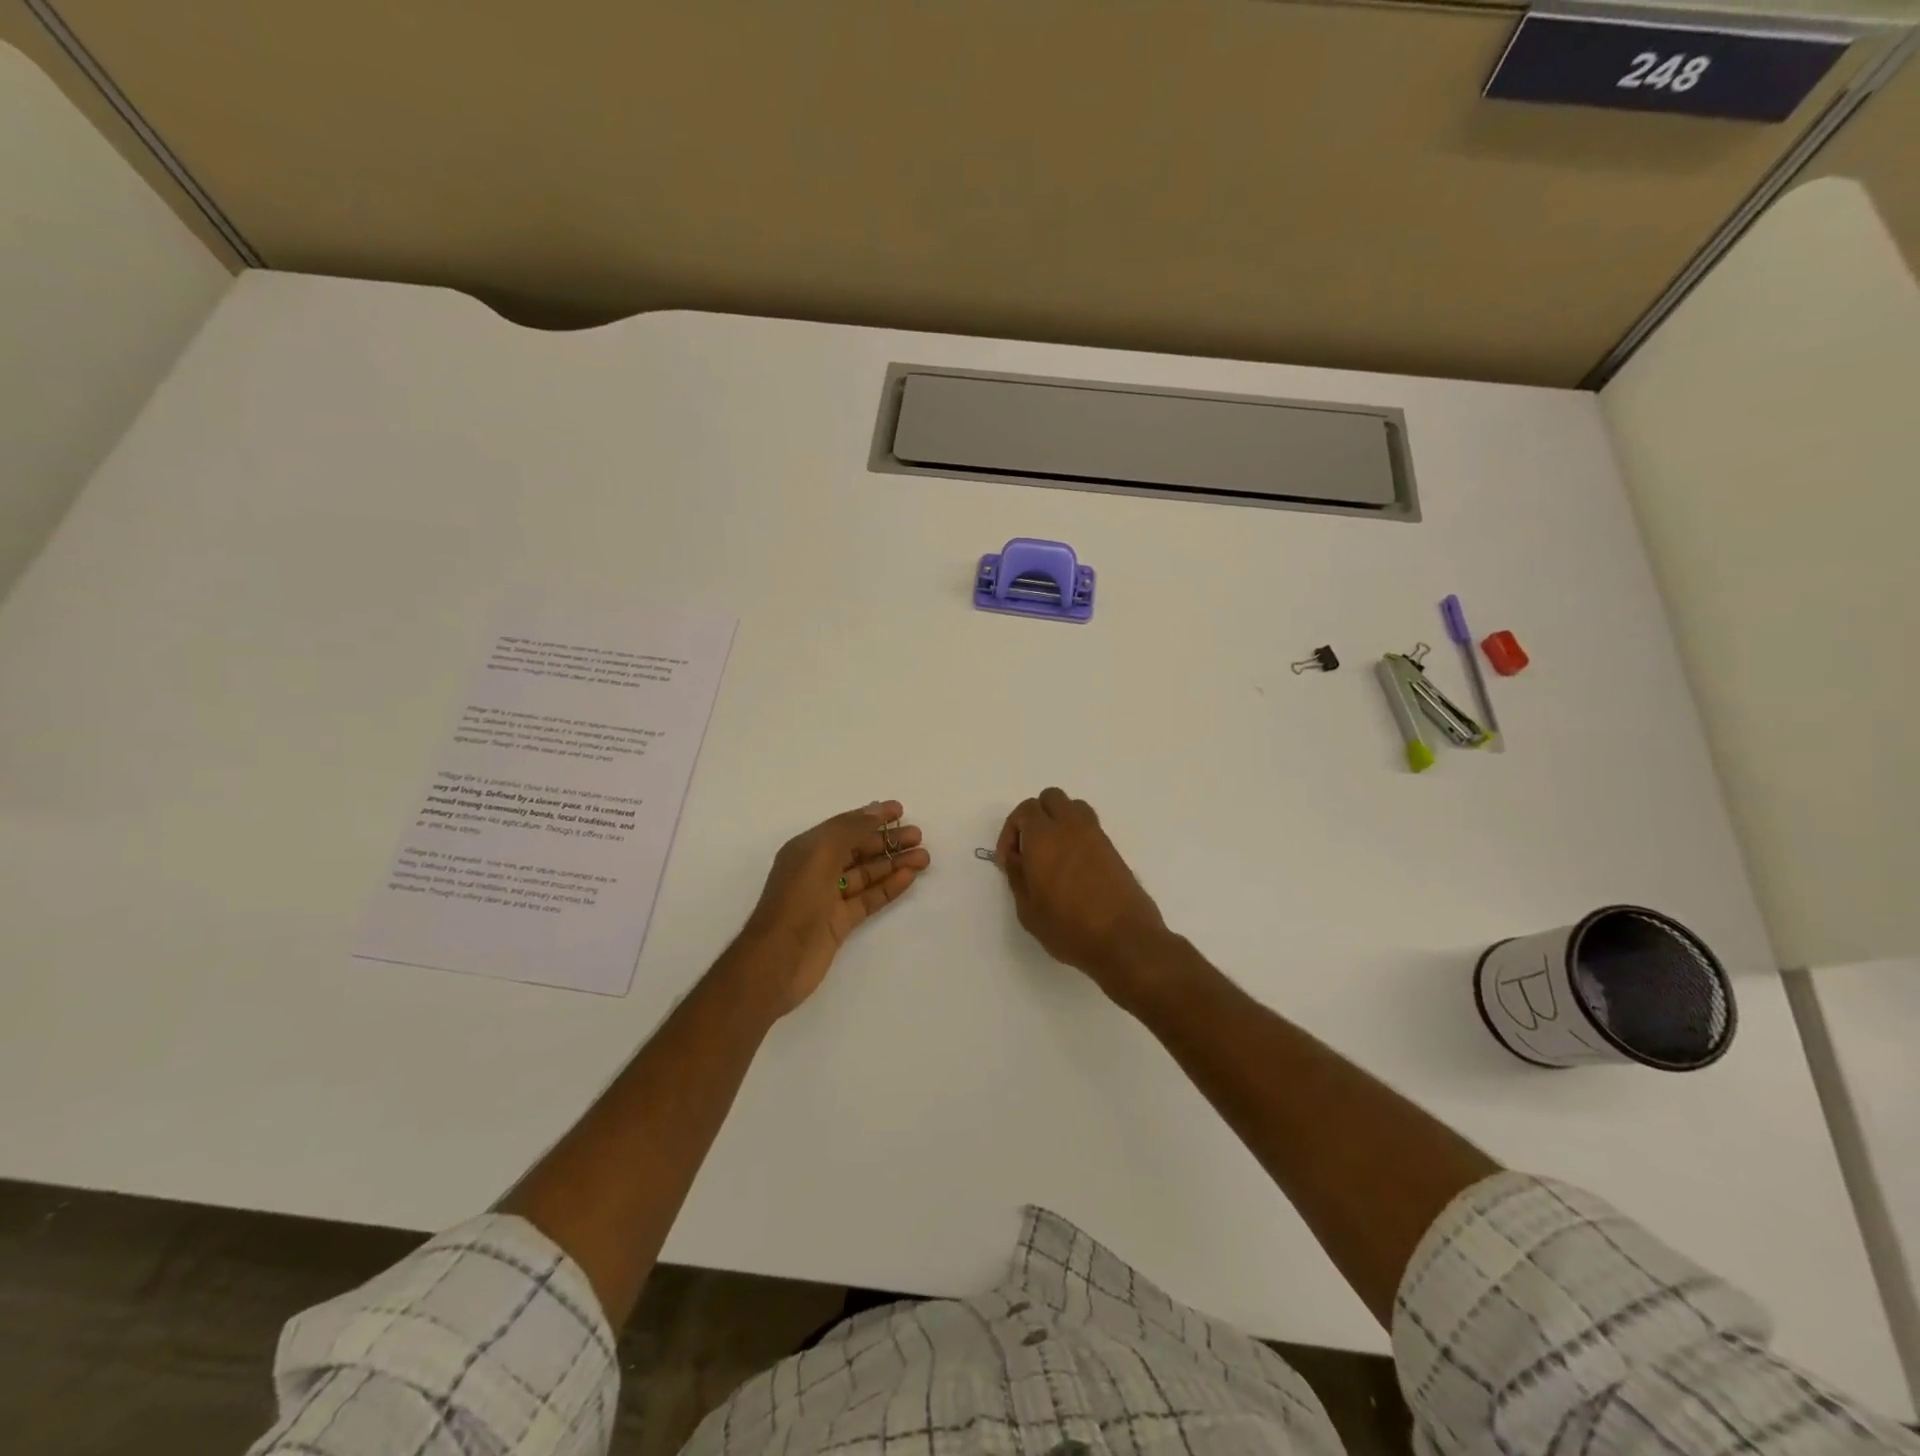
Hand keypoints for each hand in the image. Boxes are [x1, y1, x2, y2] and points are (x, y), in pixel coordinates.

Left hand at [740, 801, 929, 1014]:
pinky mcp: (840, 922)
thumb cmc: (797, 900)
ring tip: (924, 857)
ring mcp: (830, 897)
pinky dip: (889, 886)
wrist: (779, 960)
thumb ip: (850, 829)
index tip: (901, 810)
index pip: (845, 826)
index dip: (872, 817)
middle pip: (859, 849)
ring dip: (894, 863)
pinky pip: (869, 898)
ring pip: (867, 874)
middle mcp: (818, 869)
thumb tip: (875, 809)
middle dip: (888, 841)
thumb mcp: (821, 854)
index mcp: (808, 849)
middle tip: (918, 836)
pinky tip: (909, 877)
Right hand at [995, 788, 1171, 1006]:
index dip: (1011, 831)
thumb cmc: (1068, 927)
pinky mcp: (1113, 849)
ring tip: (1051, 853)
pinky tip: (1072, 867)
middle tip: (1028, 849)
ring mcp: (1096, 836)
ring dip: (1058, 821)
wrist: (1124, 940)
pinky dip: (1076, 835)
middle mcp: (1070, 827)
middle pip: (1050, 799)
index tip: (1008, 861)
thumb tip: (1014, 858)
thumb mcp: (1028, 909)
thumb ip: (1017, 876)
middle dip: (1035, 817)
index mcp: (1044, 837)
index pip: (1025, 810)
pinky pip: (1089, 827)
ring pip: (1073, 808)